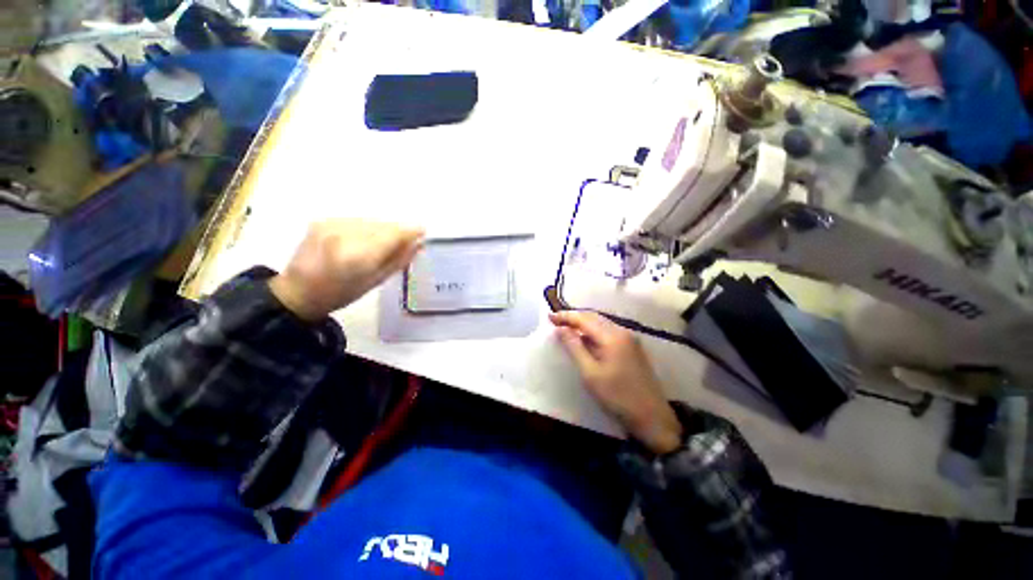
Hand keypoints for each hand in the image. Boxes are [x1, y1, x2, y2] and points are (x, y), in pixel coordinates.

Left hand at [269, 219, 424, 320]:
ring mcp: (331, 225)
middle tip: (405, 241)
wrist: (297, 291)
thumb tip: (418, 243)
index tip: (423, 230)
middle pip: (383, 225)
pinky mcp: (322, 220)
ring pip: (370, 221)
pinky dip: (366, 228)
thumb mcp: (376, 281)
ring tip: (382, 244)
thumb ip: (399, 260)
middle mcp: (344, 235)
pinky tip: (362, 241)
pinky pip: (356, 220)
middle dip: (397, 231)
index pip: (392, 234)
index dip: (410, 230)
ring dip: (382, 229)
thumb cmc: (341, 293)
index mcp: (359, 257)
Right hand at [550, 311, 682, 453]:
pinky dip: (594, 332)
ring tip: (567, 328)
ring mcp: (630, 339)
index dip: (566, 316)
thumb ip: (574, 347)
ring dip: (584, 323)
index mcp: (612, 336)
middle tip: (556, 321)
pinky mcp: (633, 348)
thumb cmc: (617, 396)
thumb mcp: (590, 373)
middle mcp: (622, 332)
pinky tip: (586, 340)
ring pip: (602, 324)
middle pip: (594, 317)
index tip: (549, 317)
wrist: (652, 417)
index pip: (584, 319)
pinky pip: (609, 332)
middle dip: (574, 317)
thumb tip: (560, 329)